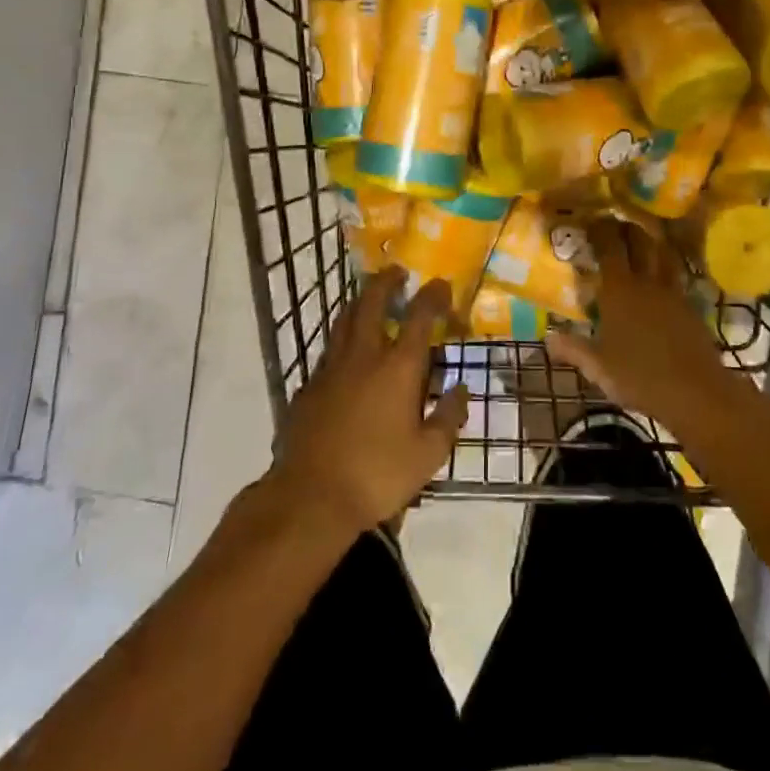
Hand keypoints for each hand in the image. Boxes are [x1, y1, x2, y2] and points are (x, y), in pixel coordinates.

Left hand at [270, 267, 467, 536]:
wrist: (310, 498)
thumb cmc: (377, 475)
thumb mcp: (428, 455)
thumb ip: (449, 417)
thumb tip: (461, 389)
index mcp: (399, 367)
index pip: (420, 316)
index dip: (433, 295)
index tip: (441, 285)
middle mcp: (365, 356)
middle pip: (373, 302)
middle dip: (386, 282)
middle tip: (397, 272)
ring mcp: (331, 368)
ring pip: (345, 320)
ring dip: (360, 303)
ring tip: (369, 299)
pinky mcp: (308, 387)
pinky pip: (328, 352)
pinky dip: (341, 342)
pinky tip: (345, 356)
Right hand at [544, 219, 729, 426]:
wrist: (695, 392)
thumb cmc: (639, 377)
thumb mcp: (598, 367)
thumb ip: (573, 349)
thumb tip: (548, 338)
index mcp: (619, 290)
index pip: (609, 247)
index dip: (600, 229)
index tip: (591, 220)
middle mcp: (646, 282)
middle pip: (640, 241)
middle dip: (627, 228)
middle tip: (616, 223)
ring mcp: (672, 293)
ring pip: (663, 255)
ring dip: (652, 242)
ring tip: (643, 240)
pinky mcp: (691, 307)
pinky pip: (677, 277)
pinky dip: (668, 269)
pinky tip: (663, 279)